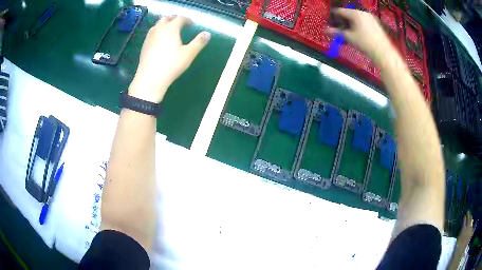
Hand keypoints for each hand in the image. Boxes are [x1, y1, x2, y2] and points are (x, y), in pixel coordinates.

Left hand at [129, 17, 210, 102]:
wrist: (150, 78)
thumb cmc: (171, 65)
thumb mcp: (189, 54)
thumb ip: (199, 42)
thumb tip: (207, 33)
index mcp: (171, 28)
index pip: (179, 19)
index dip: (186, 20)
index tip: (191, 24)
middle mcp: (159, 29)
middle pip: (166, 18)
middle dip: (173, 19)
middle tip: (180, 24)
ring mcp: (149, 37)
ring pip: (157, 25)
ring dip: (164, 25)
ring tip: (170, 31)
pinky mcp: (144, 46)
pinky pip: (152, 34)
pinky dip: (158, 32)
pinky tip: (160, 41)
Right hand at [328, 8, 393, 65]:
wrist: (383, 53)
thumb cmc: (366, 44)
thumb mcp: (349, 38)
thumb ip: (336, 33)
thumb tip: (325, 31)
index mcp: (355, 13)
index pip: (339, 11)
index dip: (333, 17)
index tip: (329, 23)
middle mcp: (363, 13)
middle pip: (348, 15)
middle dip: (343, 22)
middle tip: (339, 31)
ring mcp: (371, 18)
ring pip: (356, 19)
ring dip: (350, 25)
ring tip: (348, 35)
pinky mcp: (376, 25)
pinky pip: (363, 23)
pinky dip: (358, 27)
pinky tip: (357, 36)